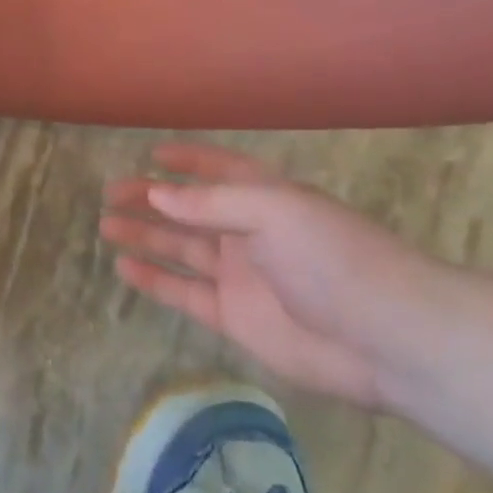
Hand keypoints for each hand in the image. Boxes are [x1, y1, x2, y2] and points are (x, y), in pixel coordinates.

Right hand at [101, 143, 460, 408]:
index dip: (189, 161)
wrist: (388, 338)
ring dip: (145, 237)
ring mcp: (241, 277)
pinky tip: (124, 267)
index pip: (220, 171)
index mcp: (266, 198)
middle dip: (151, 200)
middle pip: (190, 211)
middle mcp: (250, 233)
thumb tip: (157, 194)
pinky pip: (184, 293)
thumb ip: (210, 203)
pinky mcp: (234, 318)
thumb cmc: (333, 257)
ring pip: (181, 250)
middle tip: (109, 195)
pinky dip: (154, 280)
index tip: (151, 154)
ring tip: (105, 227)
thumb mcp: (273, 211)